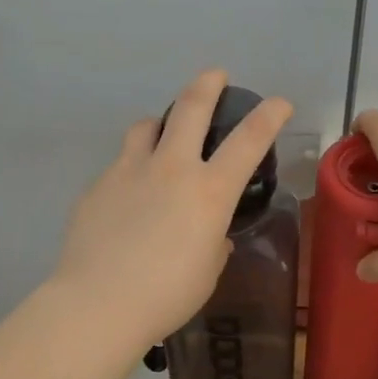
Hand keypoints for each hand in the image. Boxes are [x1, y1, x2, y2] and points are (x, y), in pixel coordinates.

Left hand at [55, 70, 292, 345]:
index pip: (249, 141)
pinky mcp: (98, 186)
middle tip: (214, 76)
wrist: (99, 303)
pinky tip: (128, 197)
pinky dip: (132, 168)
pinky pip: (120, 164)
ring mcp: (129, 172)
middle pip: (190, 108)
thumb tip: (209, 236)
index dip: (269, 116)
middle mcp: (171, 169)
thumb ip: (213, 243)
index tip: (279, 103)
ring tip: (161, 133)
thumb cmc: (167, 295)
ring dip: (160, 123)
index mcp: (209, 191)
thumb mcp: (207, 271)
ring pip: (145, 126)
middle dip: (207, 85)